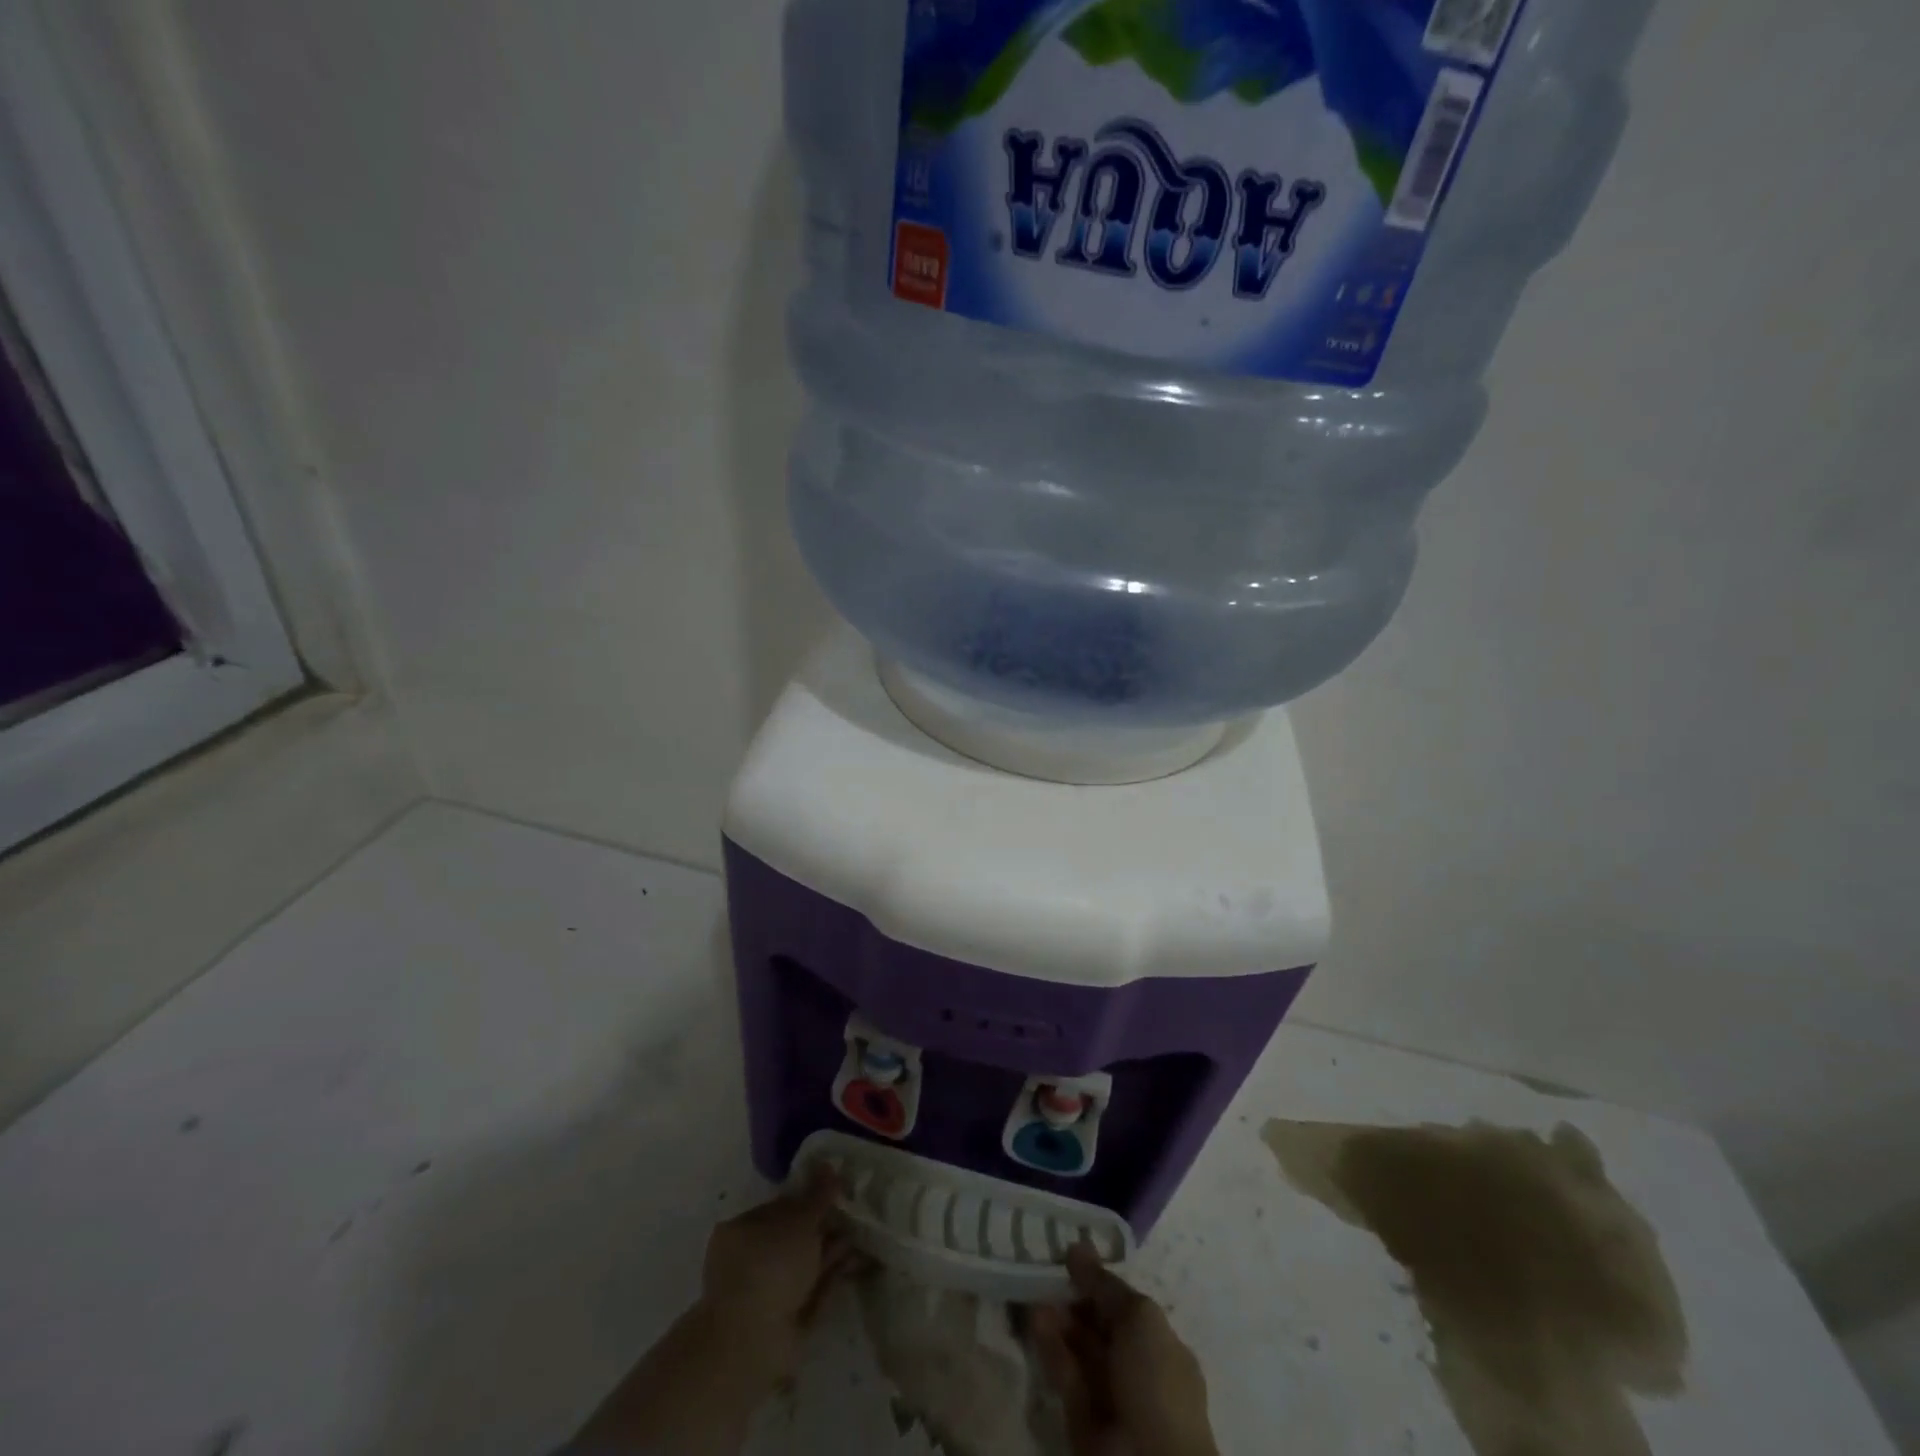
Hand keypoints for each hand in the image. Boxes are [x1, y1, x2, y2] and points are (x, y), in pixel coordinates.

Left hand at [697, 1166, 860, 1384]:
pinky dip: (832, 1277)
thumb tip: (829, 1165)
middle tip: (855, 1216)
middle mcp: (750, 1259)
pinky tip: (856, 1263)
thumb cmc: (770, 1267)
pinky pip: (812, 1289)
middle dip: (825, 1227)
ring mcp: (766, 1292)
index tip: (838, 1194)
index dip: (811, 1199)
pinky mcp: (784, 1319)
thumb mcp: (799, 1222)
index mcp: (741, 1230)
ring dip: (832, 1251)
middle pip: (794, 1237)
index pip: (780, 1207)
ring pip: (805, 1264)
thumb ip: (818, 1195)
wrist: (753, 1343)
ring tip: (863, 1237)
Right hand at [1030, 1243, 1217, 1455]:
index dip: (1099, 1283)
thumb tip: (1077, 1248)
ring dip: (1058, 1322)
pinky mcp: (1082, 1418)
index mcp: (1161, 1347)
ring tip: (1035, 1293)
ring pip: (1079, 1350)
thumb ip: (1104, 1283)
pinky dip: (1051, 1348)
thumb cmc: (1156, 1382)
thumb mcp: (1139, 1317)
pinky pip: (1066, 1375)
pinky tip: (1035, 1320)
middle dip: (1074, 1300)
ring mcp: (1109, 1396)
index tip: (1071, 1258)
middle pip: (1099, 1327)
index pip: (1126, 1308)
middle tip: (1047, 1274)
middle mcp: (1136, 1370)